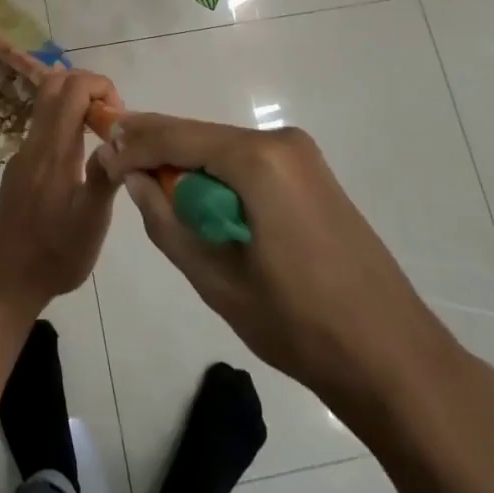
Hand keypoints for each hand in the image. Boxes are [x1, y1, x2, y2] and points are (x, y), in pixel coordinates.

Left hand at [0, 69, 122, 316]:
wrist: (6, 280)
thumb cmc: (55, 253)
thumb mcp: (91, 222)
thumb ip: (106, 176)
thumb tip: (122, 139)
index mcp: (53, 149)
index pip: (73, 88)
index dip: (101, 86)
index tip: (120, 118)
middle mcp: (34, 143)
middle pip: (54, 86)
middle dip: (89, 87)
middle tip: (113, 118)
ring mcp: (23, 155)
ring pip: (47, 106)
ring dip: (77, 105)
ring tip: (104, 138)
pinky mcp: (19, 169)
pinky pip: (43, 129)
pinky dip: (66, 124)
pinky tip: (82, 159)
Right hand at [98, 115, 467, 414]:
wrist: (392, 357)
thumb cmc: (297, 323)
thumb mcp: (215, 278)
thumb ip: (166, 220)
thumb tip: (134, 177)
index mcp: (257, 160)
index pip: (176, 137)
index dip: (134, 145)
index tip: (100, 157)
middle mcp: (280, 142)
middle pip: (200, 135)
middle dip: (157, 148)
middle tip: (116, 163)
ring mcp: (302, 155)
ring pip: (222, 147)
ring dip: (186, 162)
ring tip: (149, 181)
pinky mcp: (312, 174)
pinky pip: (248, 162)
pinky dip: (217, 174)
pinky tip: (198, 195)